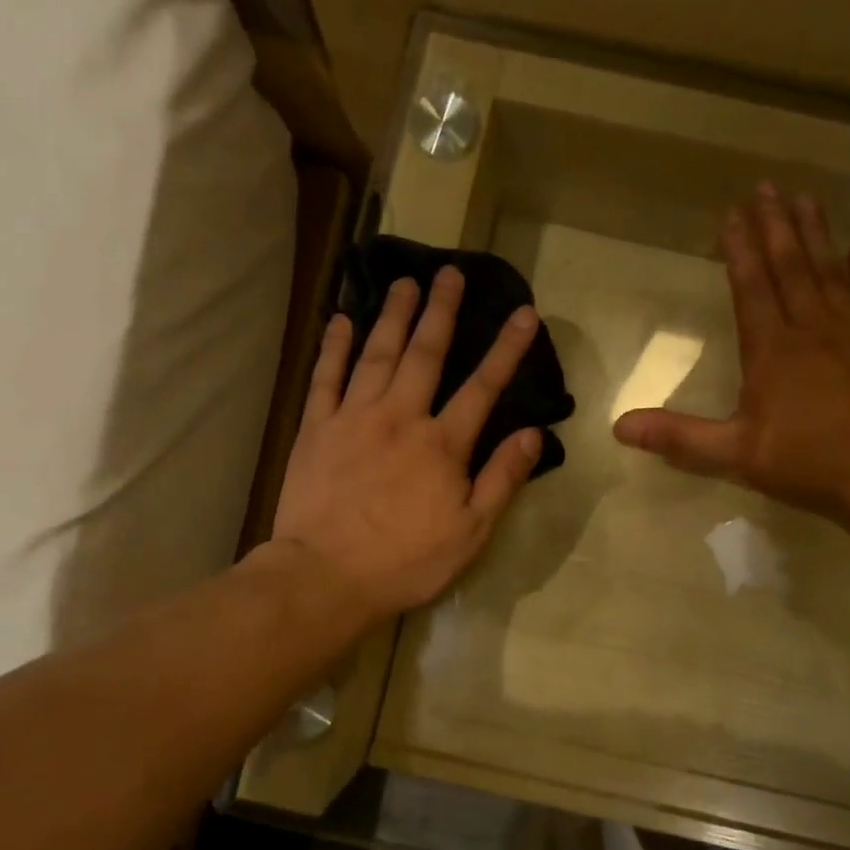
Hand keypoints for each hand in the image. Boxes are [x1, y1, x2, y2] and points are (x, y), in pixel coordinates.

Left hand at [269, 267, 542, 628]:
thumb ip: (501, 478)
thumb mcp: (470, 532)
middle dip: (441, 311)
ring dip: (393, 315)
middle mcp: (400, 417)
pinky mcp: (316, 428)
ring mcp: (354, 417)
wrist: (325, 576)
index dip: (506, 349)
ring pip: (377, 354)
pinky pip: (326, 376)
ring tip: (405, 281)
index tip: (523, 312)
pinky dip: (335, 346)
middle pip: (425, 354)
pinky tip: (342, 320)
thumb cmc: (405, 561)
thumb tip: (533, 433)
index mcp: (442, 444)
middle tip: (450, 272)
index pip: (483, 387)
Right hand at [612, 183, 849, 520]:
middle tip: (767, 186)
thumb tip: (618, 427)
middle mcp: (811, 331)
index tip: (731, 212)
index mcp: (771, 351)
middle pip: (791, 269)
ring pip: (832, 275)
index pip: (751, 289)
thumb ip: (677, 436)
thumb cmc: (804, 462)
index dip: (739, 250)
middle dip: (776, 227)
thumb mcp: (731, 454)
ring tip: (806, 200)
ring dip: (817, 237)